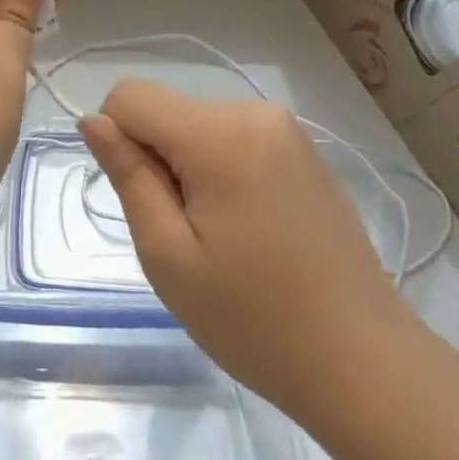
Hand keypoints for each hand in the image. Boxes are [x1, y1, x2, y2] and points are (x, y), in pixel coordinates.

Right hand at [81, 81, 420, 431]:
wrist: (365, 363)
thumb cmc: (255, 320)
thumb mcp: (169, 256)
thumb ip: (128, 176)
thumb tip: (93, 121)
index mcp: (220, 134)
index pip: (130, 95)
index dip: (118, 141)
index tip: (145, 200)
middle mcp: (254, 112)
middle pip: (166, 109)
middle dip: (157, 158)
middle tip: (186, 232)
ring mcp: (285, 128)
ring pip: (196, 123)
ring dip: (188, 166)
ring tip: (220, 234)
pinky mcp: (303, 149)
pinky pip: (232, 136)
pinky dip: (220, 168)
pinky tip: (248, 226)